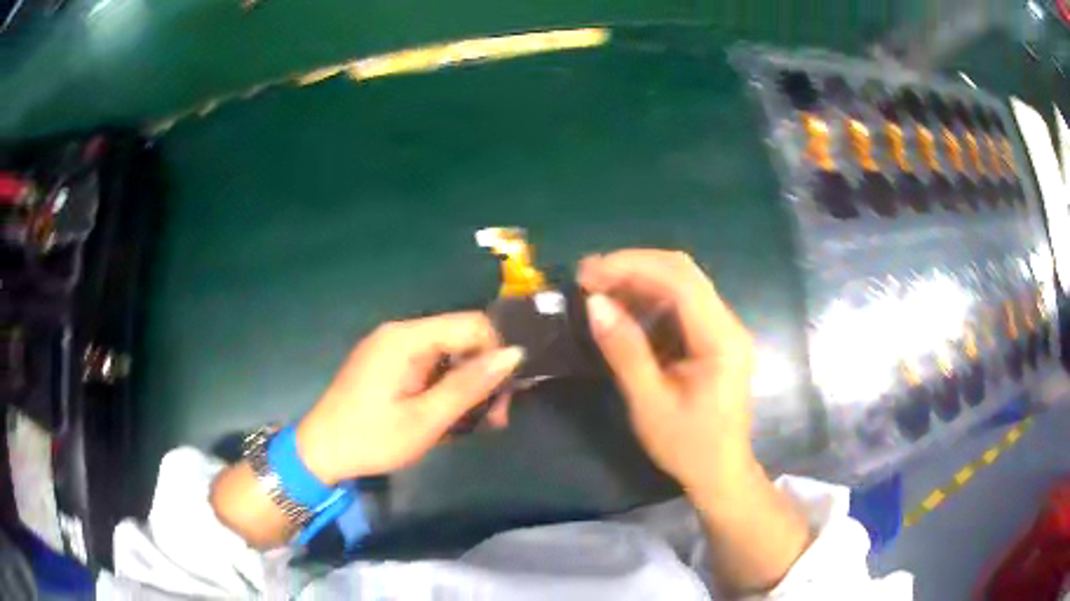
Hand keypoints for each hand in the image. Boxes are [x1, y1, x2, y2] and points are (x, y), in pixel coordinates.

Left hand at [296, 312, 524, 484]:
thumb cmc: (372, 438)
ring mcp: (390, 346)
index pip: (472, 324)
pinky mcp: (385, 362)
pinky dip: (444, 387)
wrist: (320, 452)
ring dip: (465, 385)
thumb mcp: (426, 419)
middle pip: (460, 338)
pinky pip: (428, 364)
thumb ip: (469, 385)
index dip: (495, 355)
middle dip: (482, 375)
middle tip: (493, 419)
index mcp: (406, 338)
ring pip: (447, 353)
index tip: (502, 397)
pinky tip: (447, 416)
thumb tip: (514, 354)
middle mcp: (399, 332)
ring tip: (473, 424)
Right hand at [579, 250, 756, 496]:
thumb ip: (624, 351)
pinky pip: (680, 306)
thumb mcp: (650, 404)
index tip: (588, 273)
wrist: (721, 473)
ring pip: (681, 285)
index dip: (632, 266)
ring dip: (638, 281)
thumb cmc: (688, 447)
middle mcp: (728, 324)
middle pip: (683, 273)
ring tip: (597, 289)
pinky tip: (622, 309)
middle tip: (587, 276)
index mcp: (721, 339)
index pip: (680, 281)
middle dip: (633, 267)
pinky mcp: (713, 339)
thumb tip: (595, 304)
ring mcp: (723, 330)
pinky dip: (648, 301)